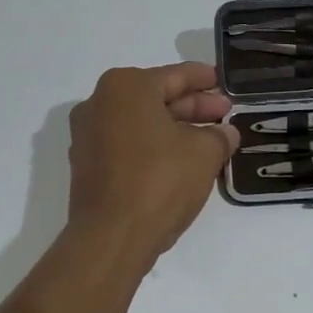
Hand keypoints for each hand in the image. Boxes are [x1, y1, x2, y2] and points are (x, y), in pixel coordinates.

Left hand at [66, 63, 237, 259]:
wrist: (111, 237)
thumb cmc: (159, 180)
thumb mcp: (204, 153)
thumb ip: (219, 136)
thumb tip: (226, 132)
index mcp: (125, 87)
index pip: (174, 76)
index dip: (203, 79)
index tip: (222, 82)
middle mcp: (99, 103)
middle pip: (155, 97)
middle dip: (191, 106)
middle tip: (223, 113)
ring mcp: (88, 136)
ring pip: (140, 122)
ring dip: (174, 128)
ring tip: (208, 139)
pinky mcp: (87, 165)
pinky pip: (127, 144)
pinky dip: (153, 146)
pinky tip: (180, 160)